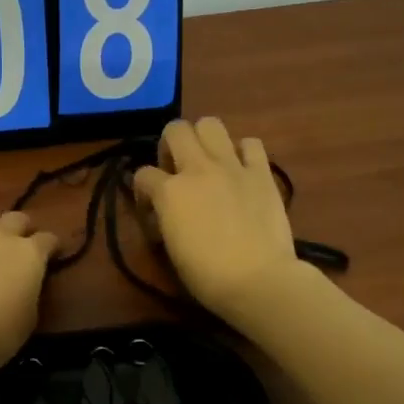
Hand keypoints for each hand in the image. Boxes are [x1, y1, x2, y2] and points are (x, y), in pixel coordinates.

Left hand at [0, 208, 58, 379]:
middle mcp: (1, 237)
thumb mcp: (29, 318)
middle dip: (22, 228)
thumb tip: (24, 284)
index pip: (48, 240)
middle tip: (21, 242)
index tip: (53, 254)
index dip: (52, 246)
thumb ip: (29, 292)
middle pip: (17, 219)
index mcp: (30, 255)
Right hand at [134, 117, 305, 324]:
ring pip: (211, 124)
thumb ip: (164, 219)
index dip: (142, 191)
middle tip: (176, 170)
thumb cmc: (207, 275)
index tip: (152, 211)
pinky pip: (250, 144)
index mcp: (170, 191)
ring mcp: (232, 166)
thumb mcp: (171, 247)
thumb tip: (164, 213)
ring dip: (204, 139)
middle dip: (170, 145)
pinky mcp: (261, 173)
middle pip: (175, 129)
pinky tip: (241, 170)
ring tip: (207, 162)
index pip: (142, 174)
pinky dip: (243, 152)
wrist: (258, 280)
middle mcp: (198, 168)